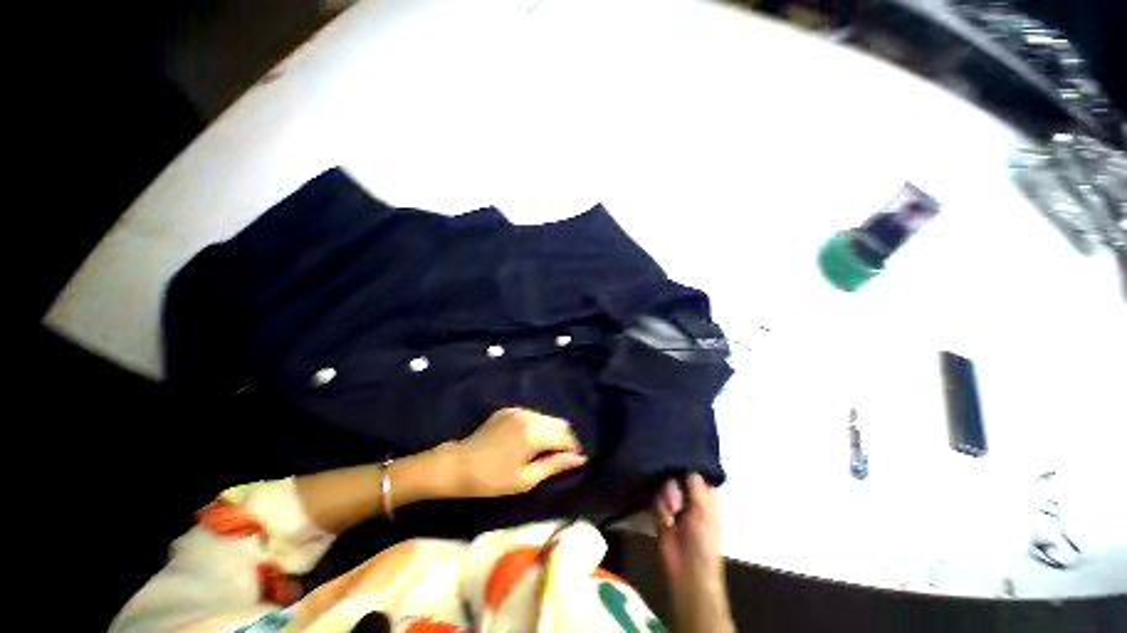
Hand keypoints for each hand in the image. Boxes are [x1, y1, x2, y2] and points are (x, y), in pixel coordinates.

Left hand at [441, 408, 587, 497]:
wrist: (458, 465)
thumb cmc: (492, 479)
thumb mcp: (525, 479)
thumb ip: (554, 465)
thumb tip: (579, 459)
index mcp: (534, 433)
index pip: (565, 436)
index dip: (574, 448)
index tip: (575, 461)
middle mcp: (529, 416)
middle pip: (559, 423)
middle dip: (565, 439)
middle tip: (561, 457)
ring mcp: (518, 410)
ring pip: (546, 418)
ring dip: (551, 432)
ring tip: (545, 450)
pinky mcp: (509, 410)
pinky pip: (532, 415)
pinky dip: (537, 426)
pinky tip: (528, 441)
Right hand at [652, 474, 733, 632]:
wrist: (687, 572)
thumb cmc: (704, 542)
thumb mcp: (704, 511)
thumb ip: (695, 485)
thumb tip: (686, 464)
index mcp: (704, 495)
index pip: (695, 472)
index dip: (688, 464)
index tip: (677, 455)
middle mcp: (688, 496)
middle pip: (676, 475)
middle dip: (674, 483)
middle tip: (677, 496)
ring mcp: (673, 504)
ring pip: (664, 486)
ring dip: (667, 497)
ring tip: (673, 513)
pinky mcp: (659, 513)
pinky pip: (655, 499)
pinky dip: (660, 508)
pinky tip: (666, 520)